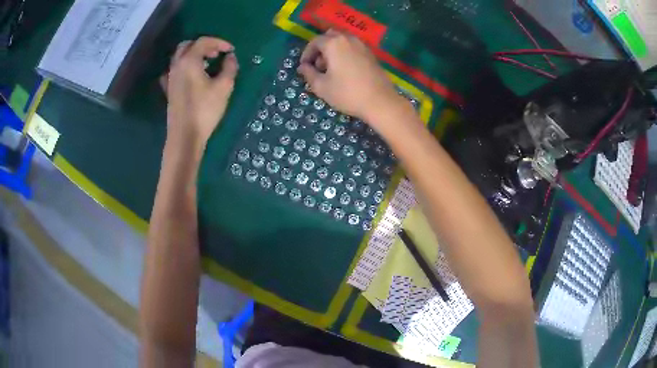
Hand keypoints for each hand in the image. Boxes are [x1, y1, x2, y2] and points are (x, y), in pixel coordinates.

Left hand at [161, 37, 238, 145]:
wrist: (185, 135)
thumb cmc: (205, 110)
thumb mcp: (224, 87)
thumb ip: (229, 68)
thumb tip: (230, 57)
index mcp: (189, 61)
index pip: (203, 42)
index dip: (219, 42)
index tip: (231, 50)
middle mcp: (177, 65)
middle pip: (187, 45)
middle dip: (203, 45)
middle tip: (216, 54)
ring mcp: (170, 78)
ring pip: (179, 57)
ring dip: (193, 55)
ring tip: (207, 64)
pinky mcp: (169, 89)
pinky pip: (174, 71)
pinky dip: (183, 67)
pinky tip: (190, 75)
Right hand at [297, 30, 407, 126]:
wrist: (380, 101)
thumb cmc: (347, 93)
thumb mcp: (321, 86)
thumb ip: (309, 74)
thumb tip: (303, 67)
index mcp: (334, 43)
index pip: (314, 42)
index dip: (306, 54)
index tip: (304, 67)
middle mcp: (348, 39)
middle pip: (330, 36)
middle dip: (321, 48)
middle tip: (318, 66)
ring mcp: (362, 45)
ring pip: (342, 41)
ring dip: (333, 50)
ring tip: (331, 70)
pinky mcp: (371, 54)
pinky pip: (353, 47)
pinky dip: (345, 53)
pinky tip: (345, 71)